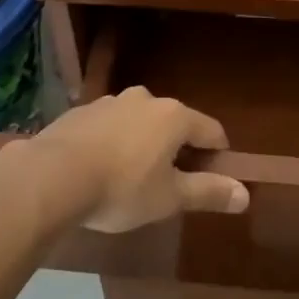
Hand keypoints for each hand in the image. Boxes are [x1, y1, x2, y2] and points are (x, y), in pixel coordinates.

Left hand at [26, 87, 249, 231]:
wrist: (53, 175)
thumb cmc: (121, 188)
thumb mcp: (169, 198)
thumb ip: (208, 192)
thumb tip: (245, 194)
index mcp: (174, 116)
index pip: (211, 130)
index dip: (218, 154)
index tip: (214, 176)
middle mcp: (146, 99)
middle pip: (174, 122)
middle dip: (177, 148)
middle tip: (171, 182)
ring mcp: (112, 101)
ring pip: (140, 122)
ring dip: (143, 143)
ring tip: (132, 177)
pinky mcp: (82, 111)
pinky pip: (110, 126)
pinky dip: (114, 142)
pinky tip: (100, 169)